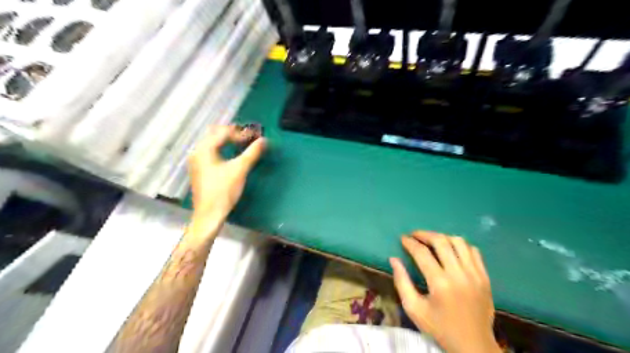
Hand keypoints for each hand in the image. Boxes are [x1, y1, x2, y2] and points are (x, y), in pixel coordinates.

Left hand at [187, 127, 264, 224]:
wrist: (209, 214)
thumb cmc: (223, 191)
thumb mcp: (240, 170)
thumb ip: (252, 153)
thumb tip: (264, 140)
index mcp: (205, 148)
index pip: (224, 132)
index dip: (241, 133)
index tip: (255, 136)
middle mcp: (197, 151)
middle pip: (215, 134)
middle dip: (233, 133)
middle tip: (248, 137)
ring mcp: (196, 161)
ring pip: (212, 143)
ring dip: (227, 141)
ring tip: (242, 144)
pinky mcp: (199, 169)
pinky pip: (211, 151)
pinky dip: (222, 149)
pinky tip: (231, 155)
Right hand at [390, 231, 502, 351]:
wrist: (474, 345)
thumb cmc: (440, 328)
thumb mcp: (414, 309)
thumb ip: (401, 282)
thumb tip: (393, 259)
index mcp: (440, 283)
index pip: (422, 253)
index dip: (410, 243)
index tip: (403, 239)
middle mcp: (459, 274)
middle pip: (441, 241)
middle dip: (425, 234)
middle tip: (415, 235)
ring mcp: (475, 274)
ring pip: (459, 242)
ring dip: (443, 237)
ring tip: (432, 241)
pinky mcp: (485, 277)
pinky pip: (473, 251)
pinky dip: (460, 245)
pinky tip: (451, 250)